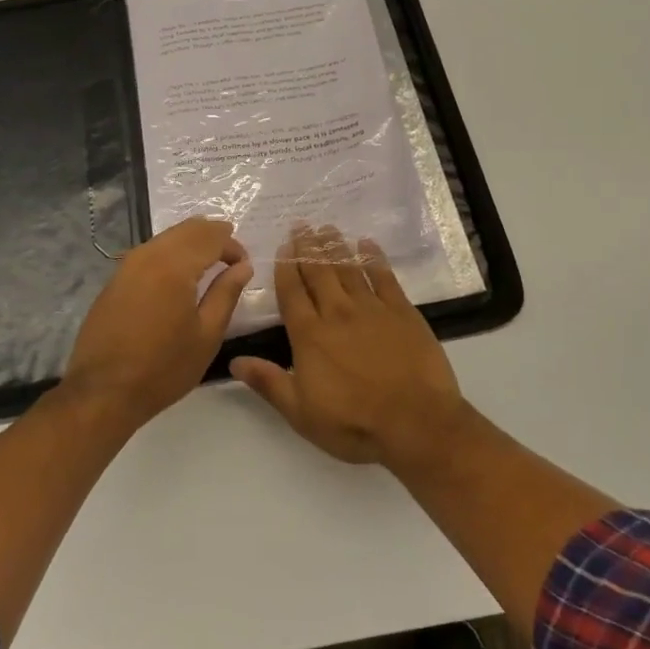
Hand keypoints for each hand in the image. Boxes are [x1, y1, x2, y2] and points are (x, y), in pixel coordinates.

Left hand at [63, 218, 252, 430]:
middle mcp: (148, 255)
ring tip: (209, 266)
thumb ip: (226, 293)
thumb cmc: (163, 368)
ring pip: (166, 238)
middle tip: (231, 257)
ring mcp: (126, 265)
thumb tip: (242, 266)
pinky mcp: (114, 280)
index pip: (211, 237)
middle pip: (186, 229)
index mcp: (174, 266)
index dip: (233, 246)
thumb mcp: (207, 334)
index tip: (244, 266)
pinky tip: (178, 278)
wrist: (103, 392)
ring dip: (191, 244)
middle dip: (213, 237)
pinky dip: (171, 255)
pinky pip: (149, 253)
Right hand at [230, 225, 465, 467]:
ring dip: (336, 246)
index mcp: (309, 335)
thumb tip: (233, 361)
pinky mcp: (402, 311)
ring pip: (348, 268)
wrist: (416, 423)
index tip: (283, 247)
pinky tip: (367, 244)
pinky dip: (374, 258)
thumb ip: (268, 382)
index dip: (286, 268)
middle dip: (308, 247)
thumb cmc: (353, 423)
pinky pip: (384, 276)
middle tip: (302, 225)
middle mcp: (337, 313)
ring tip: (328, 228)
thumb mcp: (301, 413)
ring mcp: (371, 309)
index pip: (291, 293)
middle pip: (318, 272)